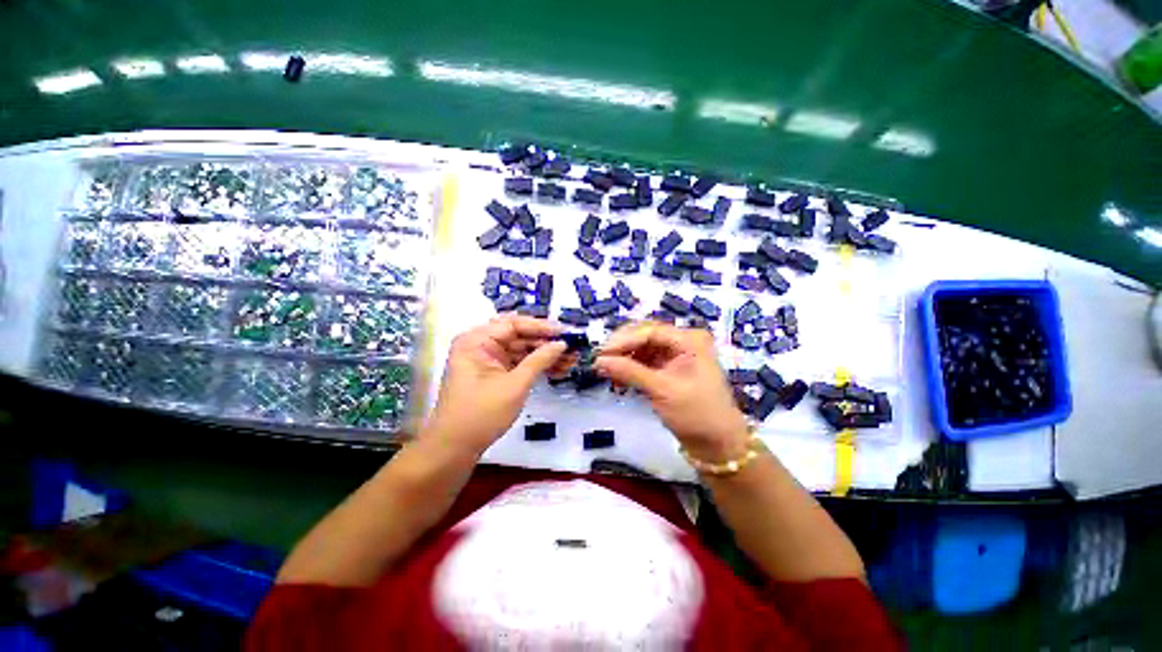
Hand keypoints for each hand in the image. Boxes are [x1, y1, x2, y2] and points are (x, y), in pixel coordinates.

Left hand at [425, 315, 566, 455]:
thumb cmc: (481, 413)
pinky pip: (512, 363)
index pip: (513, 324)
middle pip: (515, 335)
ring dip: (540, 355)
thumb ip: (539, 361)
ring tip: (568, 362)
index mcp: (476, 340)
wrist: (455, 444)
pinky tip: (553, 370)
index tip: (566, 332)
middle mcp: (477, 345)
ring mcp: (481, 361)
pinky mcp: (487, 376)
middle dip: (543, 342)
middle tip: (572, 348)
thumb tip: (561, 344)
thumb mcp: (514, 386)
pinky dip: (531, 367)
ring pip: (516, 350)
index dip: (541, 327)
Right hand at [595, 322, 749, 462]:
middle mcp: (685, 342)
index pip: (650, 331)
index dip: (623, 340)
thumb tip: (599, 361)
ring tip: (605, 372)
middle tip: (599, 362)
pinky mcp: (673, 373)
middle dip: (622, 348)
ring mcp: (679, 357)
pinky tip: (618, 380)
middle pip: (646, 336)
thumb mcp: (662, 391)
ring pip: (645, 349)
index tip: (599, 354)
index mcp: (690, 340)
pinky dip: (632, 370)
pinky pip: (648, 363)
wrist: (718, 443)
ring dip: (625, 359)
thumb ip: (630, 373)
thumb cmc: (696, 414)